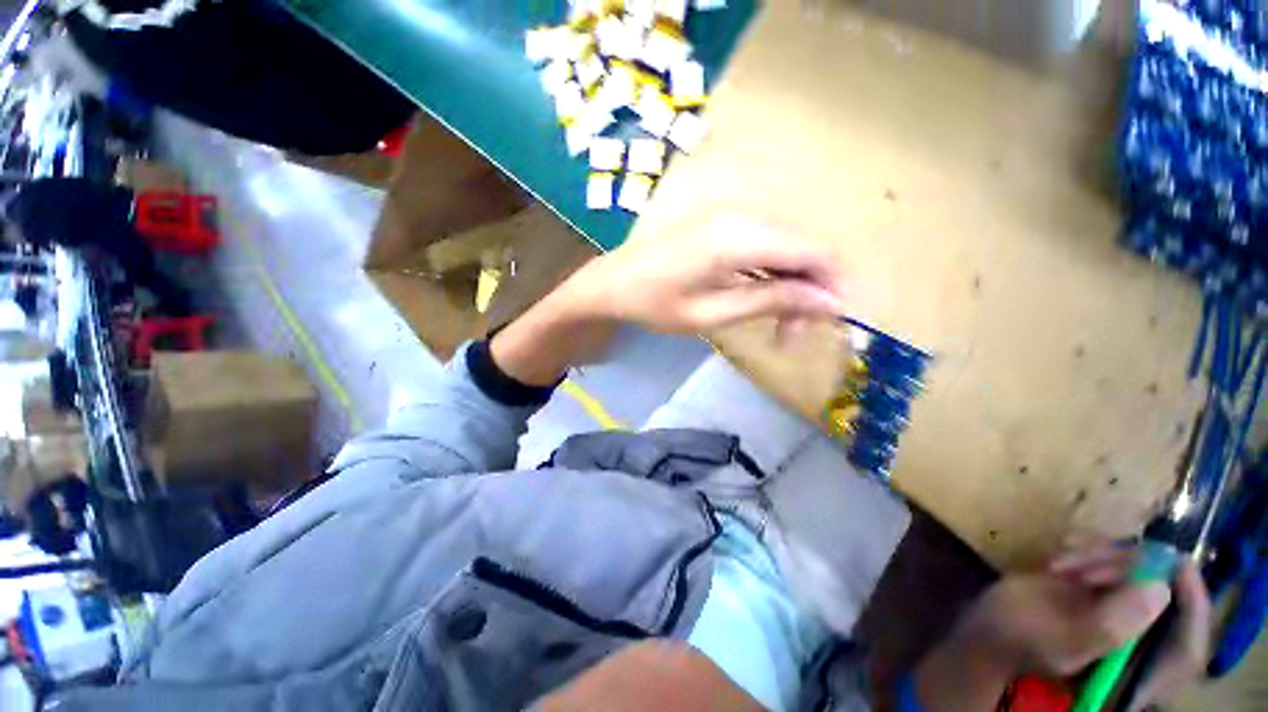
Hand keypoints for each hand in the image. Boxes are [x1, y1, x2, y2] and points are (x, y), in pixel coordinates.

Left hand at [568, 213, 848, 333]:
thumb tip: (829, 303)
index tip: (835, 324)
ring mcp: (733, 214)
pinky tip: (763, 301)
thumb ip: (771, 301)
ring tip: (778, 328)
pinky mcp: (724, 223)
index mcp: (740, 236)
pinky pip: (766, 245)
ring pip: (788, 248)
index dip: (836, 286)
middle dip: (812, 293)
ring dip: (793, 287)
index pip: (816, 251)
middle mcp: (744, 214)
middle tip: (793, 336)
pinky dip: (774, 275)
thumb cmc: (653, 304)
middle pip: (806, 248)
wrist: (612, 282)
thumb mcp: (712, 313)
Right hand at [914, 544, 1210, 711]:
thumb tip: (1159, 589)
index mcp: (1139, 672)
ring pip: (1137, 577)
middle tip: (1090, 561)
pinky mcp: (1097, 598)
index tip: (1175, 562)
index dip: (1191, 602)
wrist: (980, 640)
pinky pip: (1112, 567)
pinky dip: (1093, 552)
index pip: (1187, 644)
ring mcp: (1118, 618)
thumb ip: (1109, 626)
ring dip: (1106, 559)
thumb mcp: (1059, 643)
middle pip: (1162, 601)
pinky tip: (1063, 552)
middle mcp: (1139, 645)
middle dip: (1132, 571)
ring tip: (1063, 560)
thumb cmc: (1015, 647)